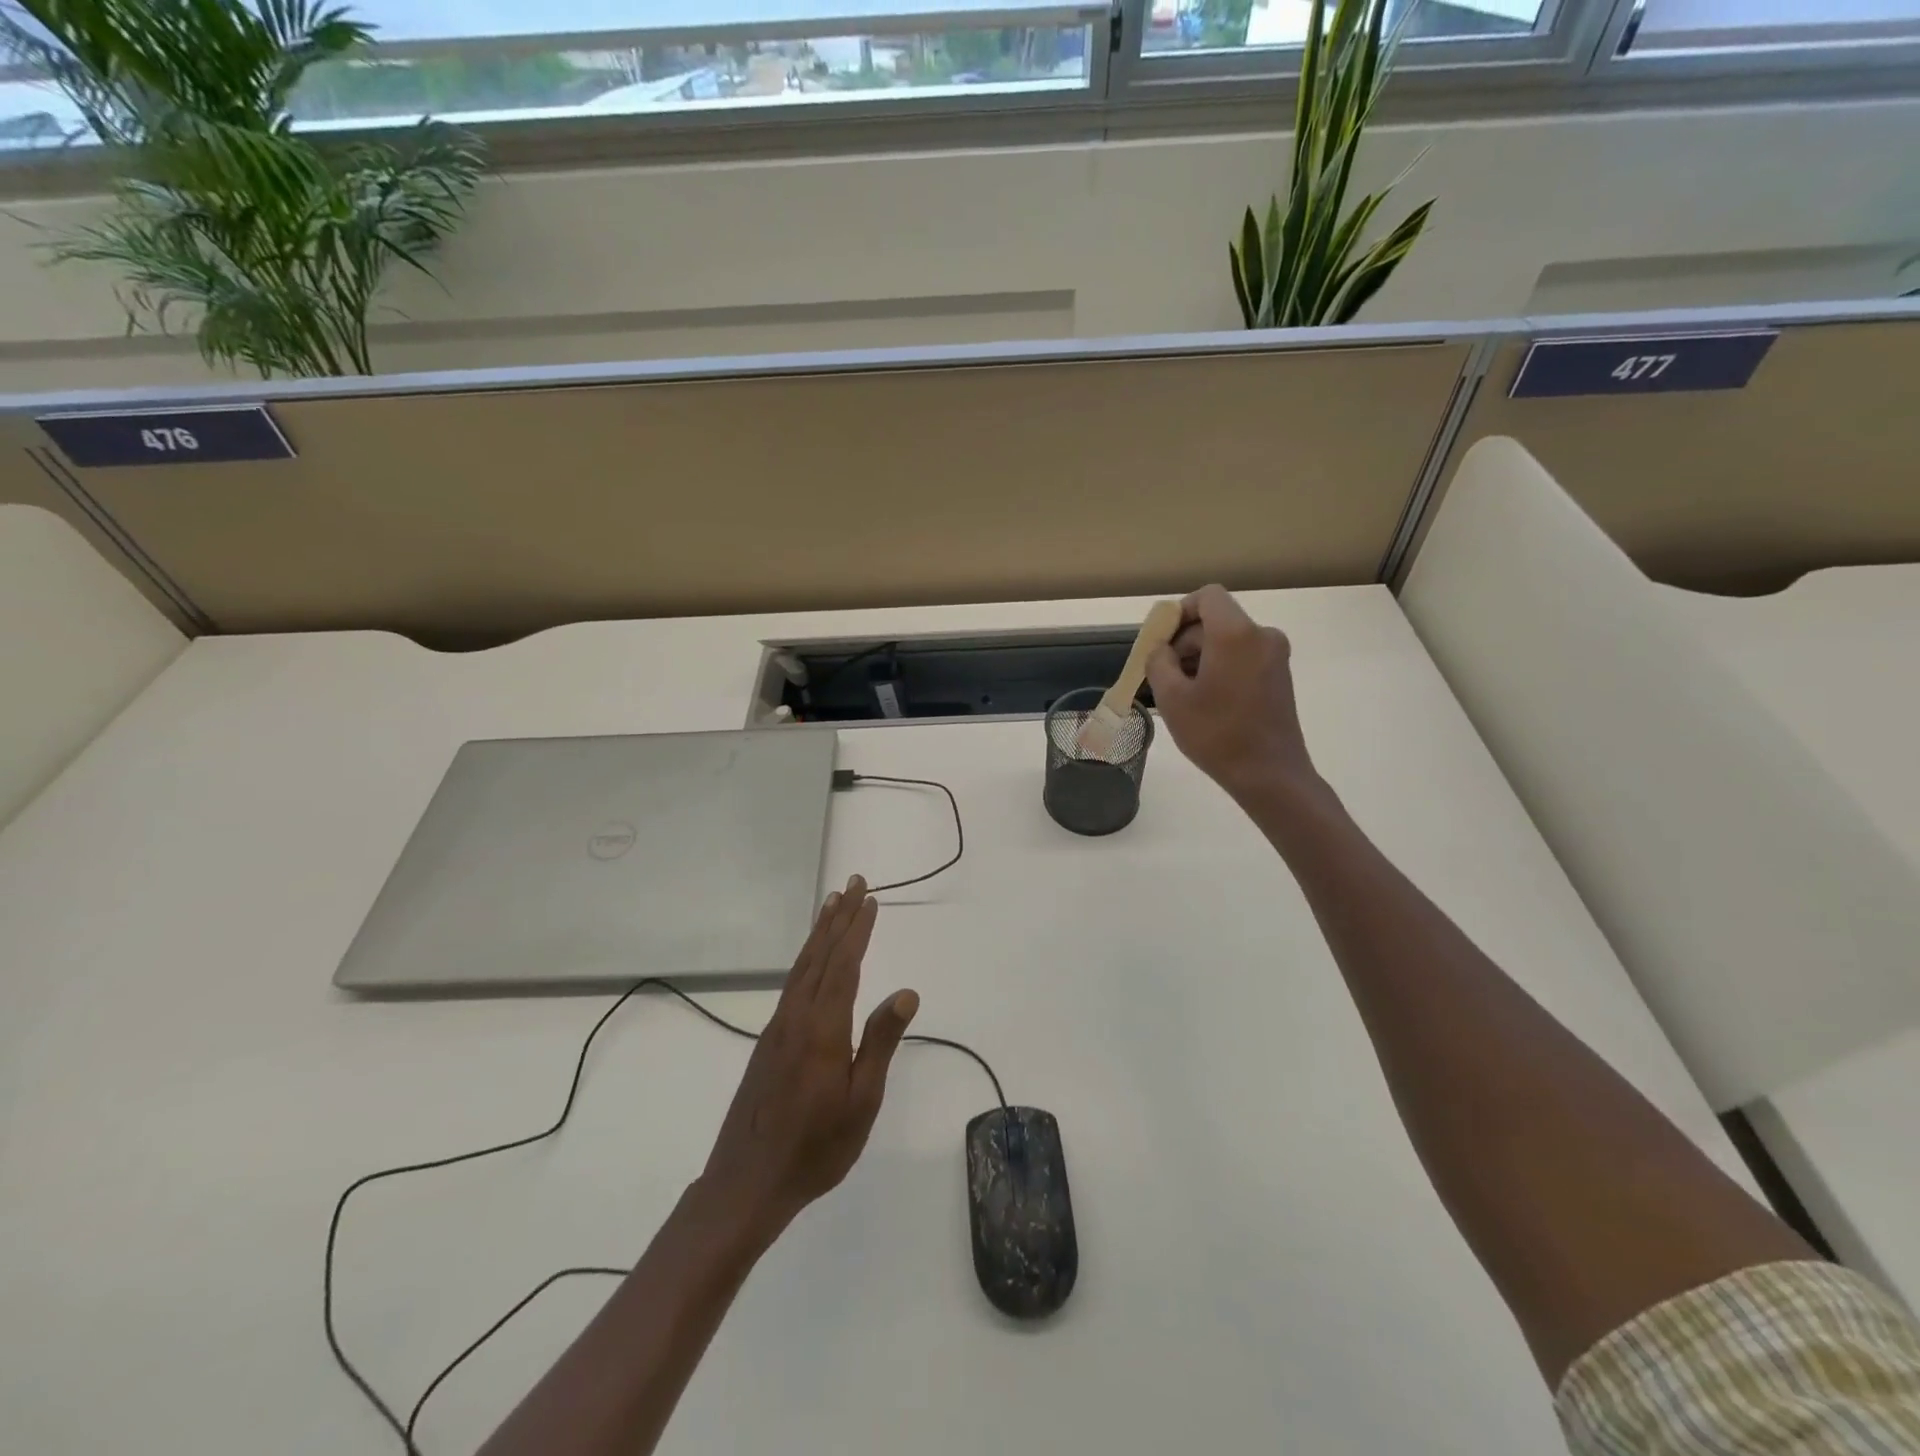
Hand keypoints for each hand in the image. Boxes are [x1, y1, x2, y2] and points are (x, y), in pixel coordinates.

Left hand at [698, 876, 918, 1238]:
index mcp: (822, 1028)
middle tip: (853, 883)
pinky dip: (807, 958)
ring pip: (802, 967)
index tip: (870, 900)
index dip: (858, 930)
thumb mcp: (861, 1101)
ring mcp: (778, 1028)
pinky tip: (812, 959)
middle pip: (821, 955)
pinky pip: (792, 984)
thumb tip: (906, 992)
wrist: (747, 1183)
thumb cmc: (816, 1147)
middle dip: (839, 918)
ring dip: (820, 933)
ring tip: (832, 904)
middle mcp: (796, 1017)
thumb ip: (880, 1042)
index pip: (844, 965)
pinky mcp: (769, 1042)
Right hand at [1146, 585, 1320, 805]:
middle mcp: (1261, 635)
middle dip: (1186, 640)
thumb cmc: (1217, 734)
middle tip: (1163, 675)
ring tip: (1182, 693)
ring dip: (1201, 657)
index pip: (1207, 597)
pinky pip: (1243, 656)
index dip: (1180, 612)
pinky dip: (1221, 667)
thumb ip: (1158, 661)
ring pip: (1228, 640)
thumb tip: (1162, 649)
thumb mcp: (1171, 698)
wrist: (1270, 774)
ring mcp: (1275, 655)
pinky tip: (1206, 700)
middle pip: (1215, 620)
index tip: (1161, 642)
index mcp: (1235, 633)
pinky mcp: (1279, 675)